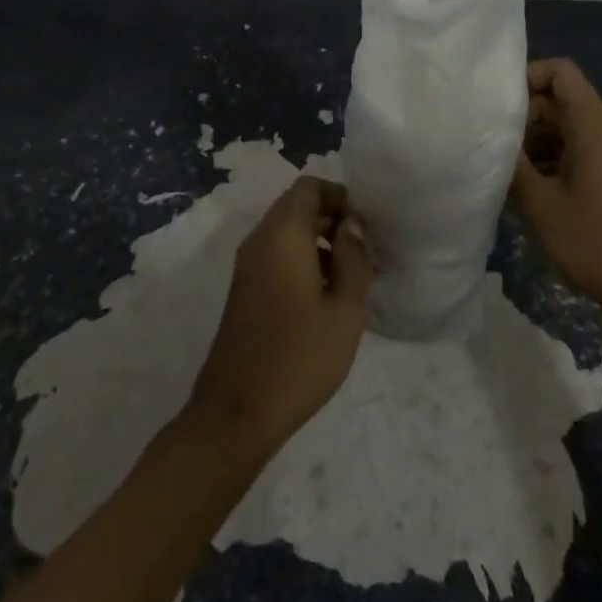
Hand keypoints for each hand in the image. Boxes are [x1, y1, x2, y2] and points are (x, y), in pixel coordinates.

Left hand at [188, 176, 372, 453]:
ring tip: (353, 277)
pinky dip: (302, 261)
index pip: (309, 187)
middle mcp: (260, 240)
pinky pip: (276, 255)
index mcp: (282, 234)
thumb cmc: (299, 357)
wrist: (236, 413)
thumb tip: (351, 225)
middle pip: (297, 207)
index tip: (364, 225)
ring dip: (319, 242)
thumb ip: (353, 258)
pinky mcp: (244, 289)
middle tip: (365, 251)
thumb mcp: (344, 309)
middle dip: (333, 219)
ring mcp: (247, 265)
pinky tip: (326, 298)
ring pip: (287, 232)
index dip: (339, 196)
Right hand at [510, 58, 601, 321]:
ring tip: (506, 171)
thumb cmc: (593, 241)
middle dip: (524, 116)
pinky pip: (578, 149)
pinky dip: (552, 158)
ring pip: (566, 127)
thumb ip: (511, 163)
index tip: (499, 107)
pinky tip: (530, 190)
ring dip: (535, 141)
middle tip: (494, 146)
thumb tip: (489, 137)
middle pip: (560, 99)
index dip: (527, 77)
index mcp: (593, 124)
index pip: (560, 71)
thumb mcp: (539, 203)